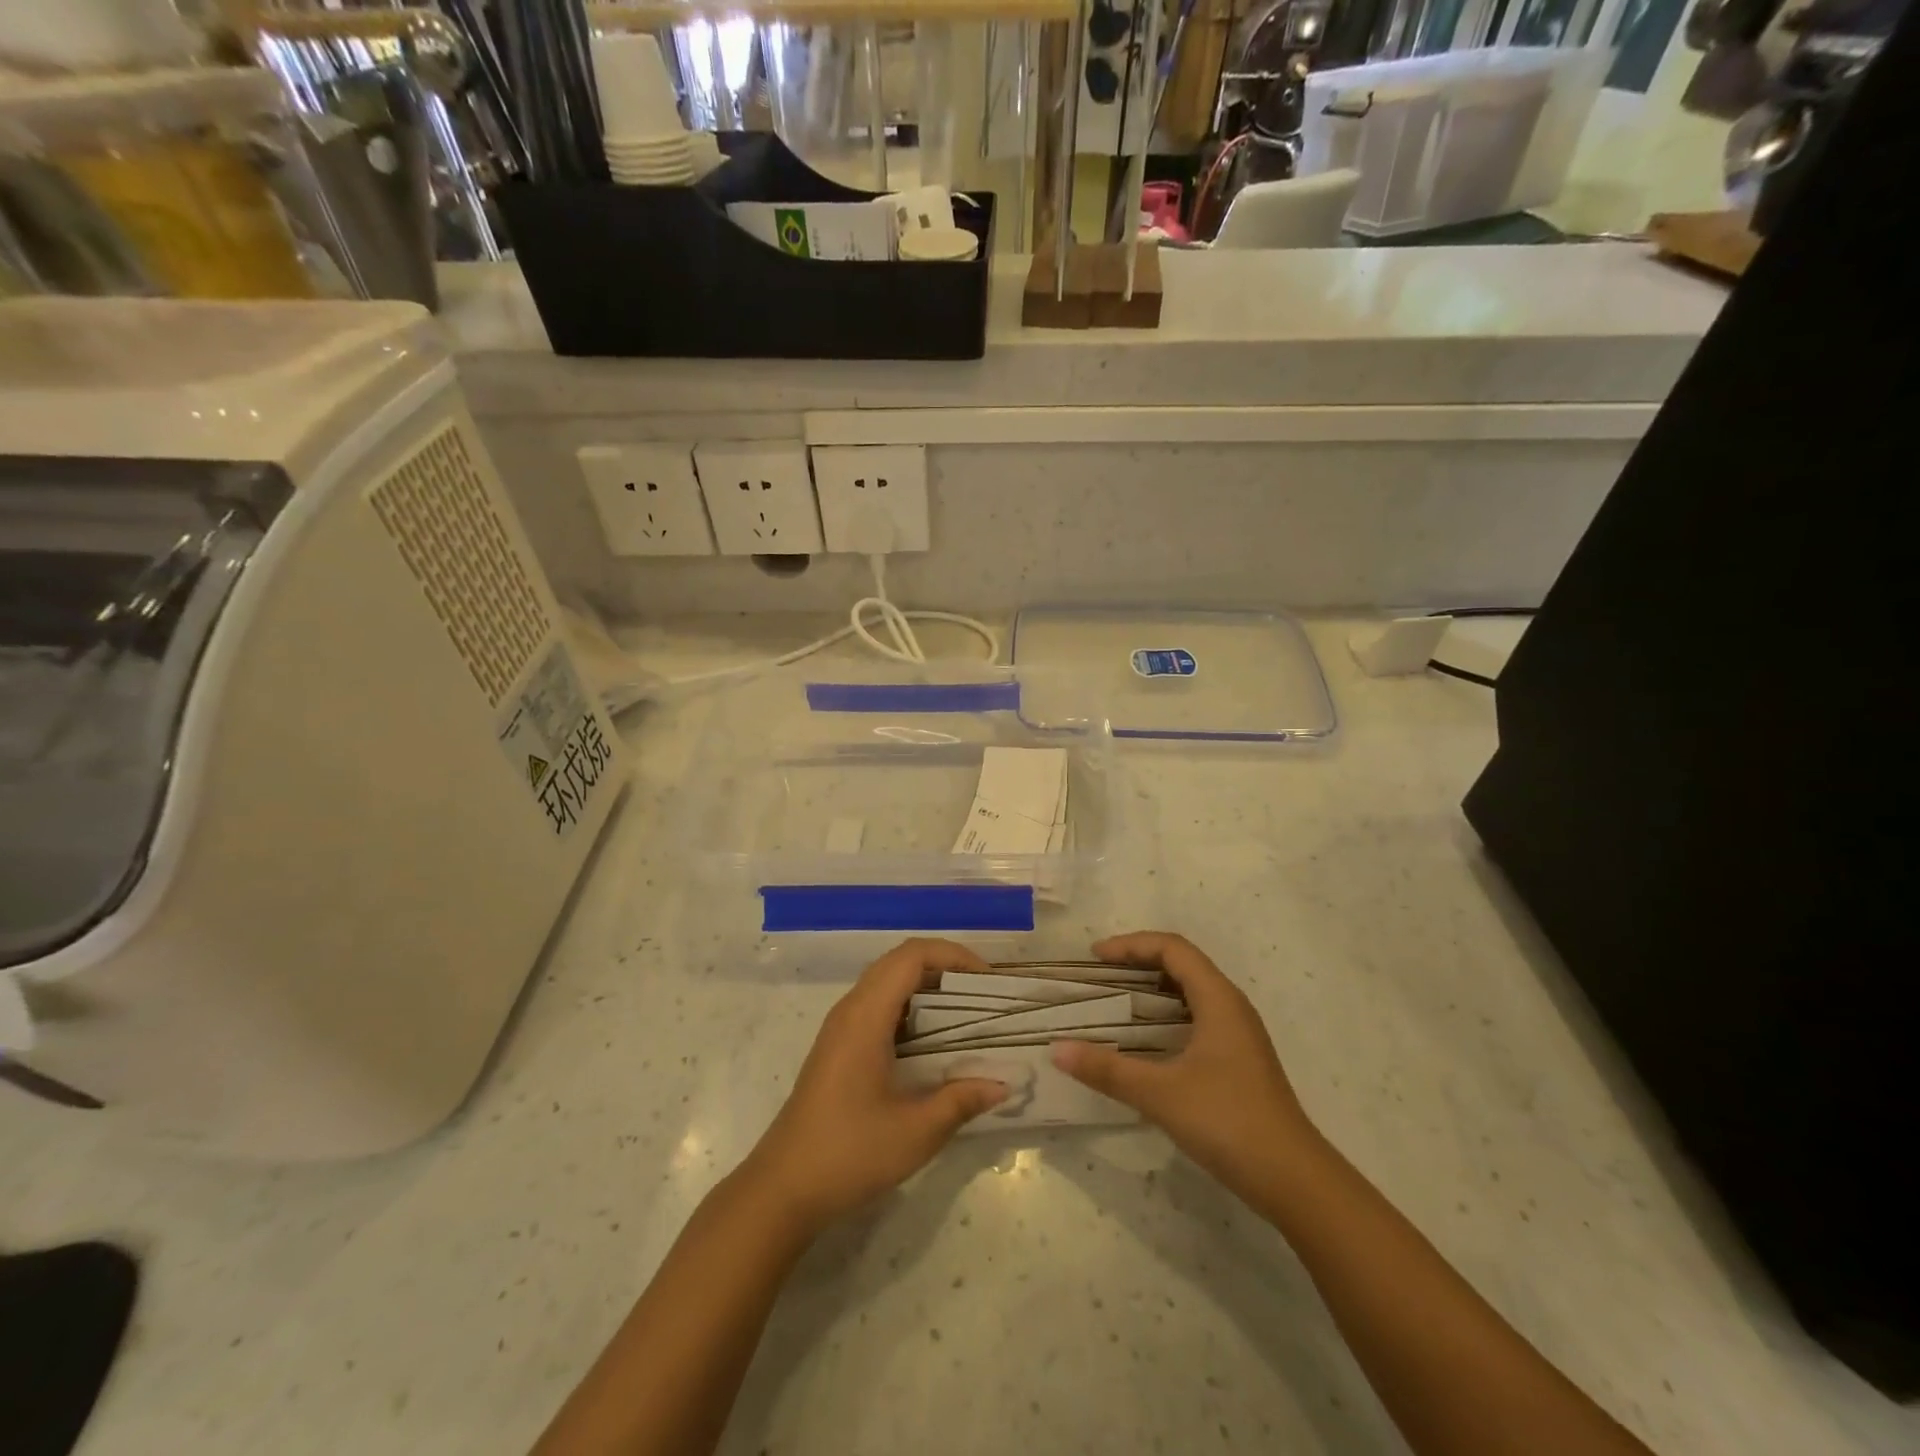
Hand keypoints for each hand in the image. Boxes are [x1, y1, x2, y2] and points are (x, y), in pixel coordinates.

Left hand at [742, 939, 1008, 1236]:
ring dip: (927, 988)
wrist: (783, 1188)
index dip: (953, 955)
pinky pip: (878, 1006)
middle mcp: (851, 1009)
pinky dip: (911, 1009)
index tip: (987, 979)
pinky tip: (933, 1042)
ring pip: (888, 983)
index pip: (912, 956)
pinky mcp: (838, 1047)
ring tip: (966, 1014)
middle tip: (983, 994)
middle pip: (900, 962)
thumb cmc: (849, 1153)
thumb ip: (961, 1101)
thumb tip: (1002, 1084)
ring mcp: (841, 1027)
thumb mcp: (916, 1132)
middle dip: (945, 968)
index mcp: (866, 1016)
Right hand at [1052, 932, 1317, 1194]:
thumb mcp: (1161, 1094)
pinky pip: (1197, 1016)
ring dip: (1153, 987)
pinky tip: (1147, 1040)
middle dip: (1140, 961)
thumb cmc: (1228, 1121)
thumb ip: (1108, 1070)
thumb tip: (1058, 1050)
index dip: (1132, 945)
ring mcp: (1239, 1034)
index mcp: (1218, 999)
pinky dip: (1166, 1013)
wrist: (1294, 1180)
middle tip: (1100, 974)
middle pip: (1183, 963)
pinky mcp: (1239, 1059)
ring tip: (1116, 1000)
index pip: (1173, 948)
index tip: (1096, 958)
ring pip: (1192, 991)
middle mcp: (1232, 1007)